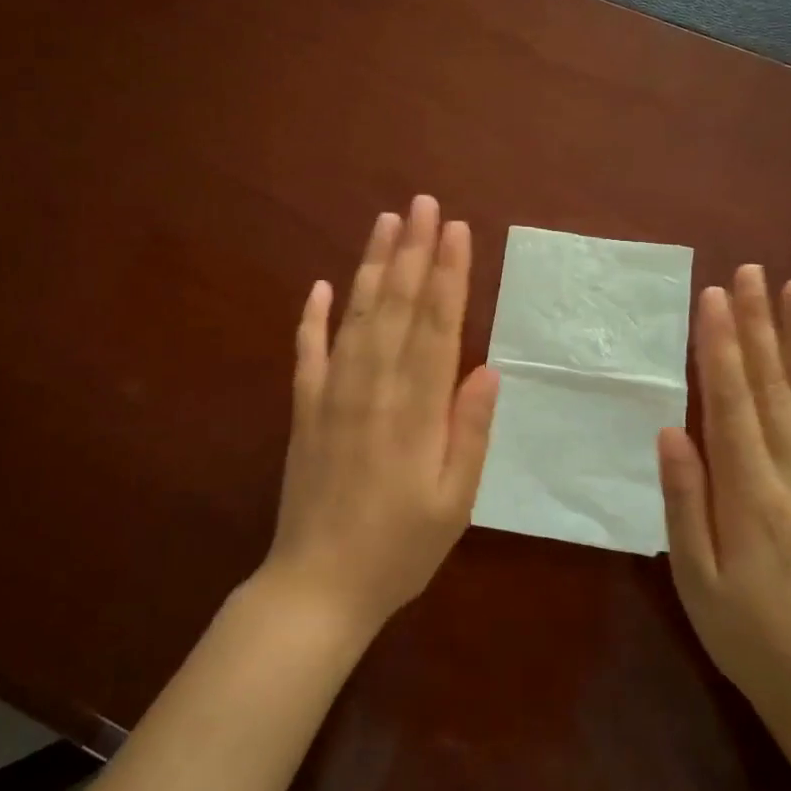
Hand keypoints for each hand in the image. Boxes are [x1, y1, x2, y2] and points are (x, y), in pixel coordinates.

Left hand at [261, 196, 500, 635]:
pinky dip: (311, 316)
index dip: (449, 274)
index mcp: (416, 409)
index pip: (436, 326)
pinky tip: (319, 285)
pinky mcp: (303, 408)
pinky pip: (307, 351)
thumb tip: (487, 369)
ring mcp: (332, 394)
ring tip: (386, 223)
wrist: (317, 587)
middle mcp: (373, 387)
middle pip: (397, 306)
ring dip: (372, 266)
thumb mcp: (454, 502)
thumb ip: (470, 432)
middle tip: (424, 203)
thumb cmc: (399, 549)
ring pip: (355, 316)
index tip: (457, 230)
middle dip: (415, 251)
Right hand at [658, 267, 790, 728]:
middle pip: (774, 386)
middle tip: (750, 272)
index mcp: (752, 494)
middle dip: (758, 324)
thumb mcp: (695, 575)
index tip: (713, 298)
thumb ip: (685, 500)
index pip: (732, 403)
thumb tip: (672, 429)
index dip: (721, 347)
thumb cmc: (742, 629)